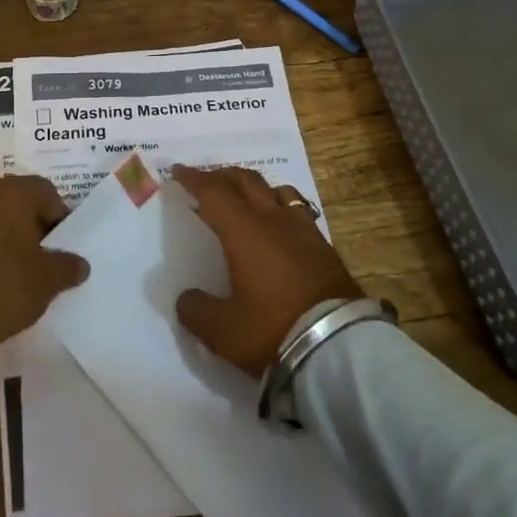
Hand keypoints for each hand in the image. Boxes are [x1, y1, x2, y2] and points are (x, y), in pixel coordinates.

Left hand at [0, 175, 89, 374]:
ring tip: (4, 266)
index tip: (61, 244)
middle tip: (36, 254)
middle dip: (25, 221)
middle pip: (11, 198)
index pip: (45, 191)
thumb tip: (80, 264)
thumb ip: (67, 266)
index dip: (58, 216)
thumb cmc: (1, 292)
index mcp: (11, 193)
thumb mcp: (46, 283)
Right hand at [172, 165, 363, 377]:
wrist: (339, 345)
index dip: (193, 179)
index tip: (177, 171)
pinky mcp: (325, 246)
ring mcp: (303, 229)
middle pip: (246, 180)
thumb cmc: (273, 329)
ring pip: (277, 190)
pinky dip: (280, 208)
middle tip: (207, 181)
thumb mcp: (223, 331)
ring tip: (246, 199)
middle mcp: (273, 219)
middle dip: (223, 176)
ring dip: (256, 188)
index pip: (214, 192)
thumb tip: (186, 298)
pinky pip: (297, 210)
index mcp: (243, 231)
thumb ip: (197, 311)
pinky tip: (279, 226)